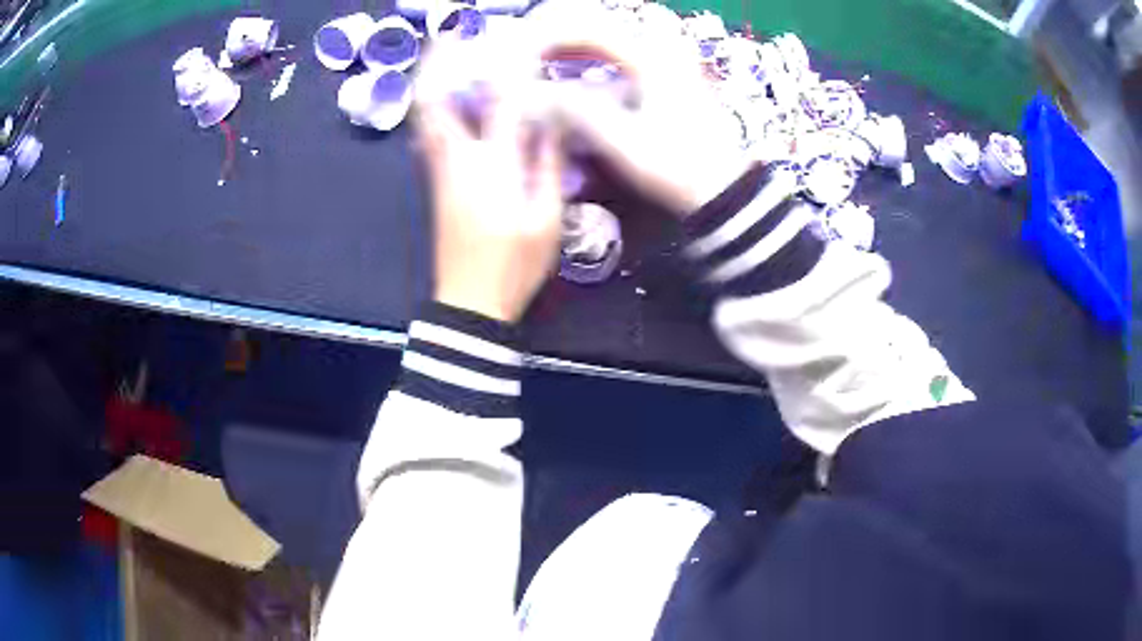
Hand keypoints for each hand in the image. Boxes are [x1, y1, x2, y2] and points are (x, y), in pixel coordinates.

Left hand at [415, 40, 563, 322]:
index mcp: (490, 165)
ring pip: (426, 117)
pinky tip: (450, 98)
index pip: (497, 101)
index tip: (515, 42)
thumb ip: (548, 165)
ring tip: (446, 55)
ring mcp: (440, 172)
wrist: (469, 304)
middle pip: (435, 102)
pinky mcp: (436, 184)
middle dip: (437, 63)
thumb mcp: (546, 218)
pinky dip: (435, 108)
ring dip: (432, 81)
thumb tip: (552, 122)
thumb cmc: (513, 264)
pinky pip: (430, 135)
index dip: (507, 66)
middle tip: (449, 34)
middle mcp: (456, 160)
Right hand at [534, 21, 751, 215]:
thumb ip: (576, 111)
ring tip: (537, 62)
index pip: (589, 31)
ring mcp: (666, 61)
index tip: (518, 58)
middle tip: (522, 55)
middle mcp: (660, 49)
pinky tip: (570, 73)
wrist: (724, 189)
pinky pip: (618, 56)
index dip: (547, 40)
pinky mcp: (666, 76)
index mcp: (652, 58)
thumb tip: (531, 94)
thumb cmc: (679, 167)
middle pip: (597, 27)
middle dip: (555, 37)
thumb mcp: (624, 142)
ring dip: (570, 46)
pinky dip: (589, 60)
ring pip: (607, 39)